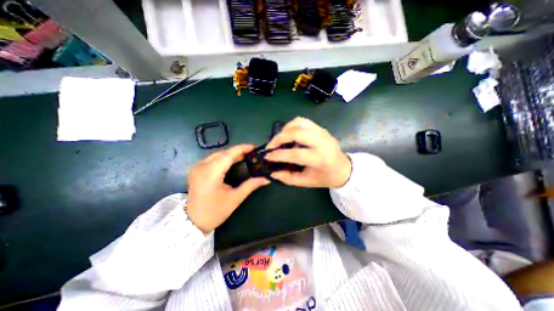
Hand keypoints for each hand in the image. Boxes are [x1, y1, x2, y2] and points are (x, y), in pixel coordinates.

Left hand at [187, 145, 271, 232]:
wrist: (193, 222)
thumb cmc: (215, 211)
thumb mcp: (235, 198)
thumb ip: (251, 185)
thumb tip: (266, 179)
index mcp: (211, 173)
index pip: (228, 155)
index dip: (242, 149)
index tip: (253, 147)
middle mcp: (202, 166)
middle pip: (223, 153)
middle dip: (238, 151)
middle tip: (251, 154)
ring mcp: (197, 167)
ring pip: (217, 155)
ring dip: (231, 154)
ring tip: (244, 157)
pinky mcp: (196, 170)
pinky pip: (212, 159)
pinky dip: (223, 158)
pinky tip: (232, 162)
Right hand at [264, 117, 349, 187]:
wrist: (343, 169)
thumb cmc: (324, 177)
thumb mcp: (306, 182)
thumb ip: (288, 178)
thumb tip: (272, 171)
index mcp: (320, 159)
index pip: (295, 154)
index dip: (279, 155)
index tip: (267, 156)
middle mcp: (322, 143)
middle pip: (297, 133)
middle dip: (280, 138)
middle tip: (271, 146)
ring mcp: (323, 133)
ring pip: (300, 123)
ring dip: (286, 129)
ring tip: (279, 139)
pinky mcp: (321, 129)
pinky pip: (303, 121)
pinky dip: (292, 125)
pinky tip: (289, 133)